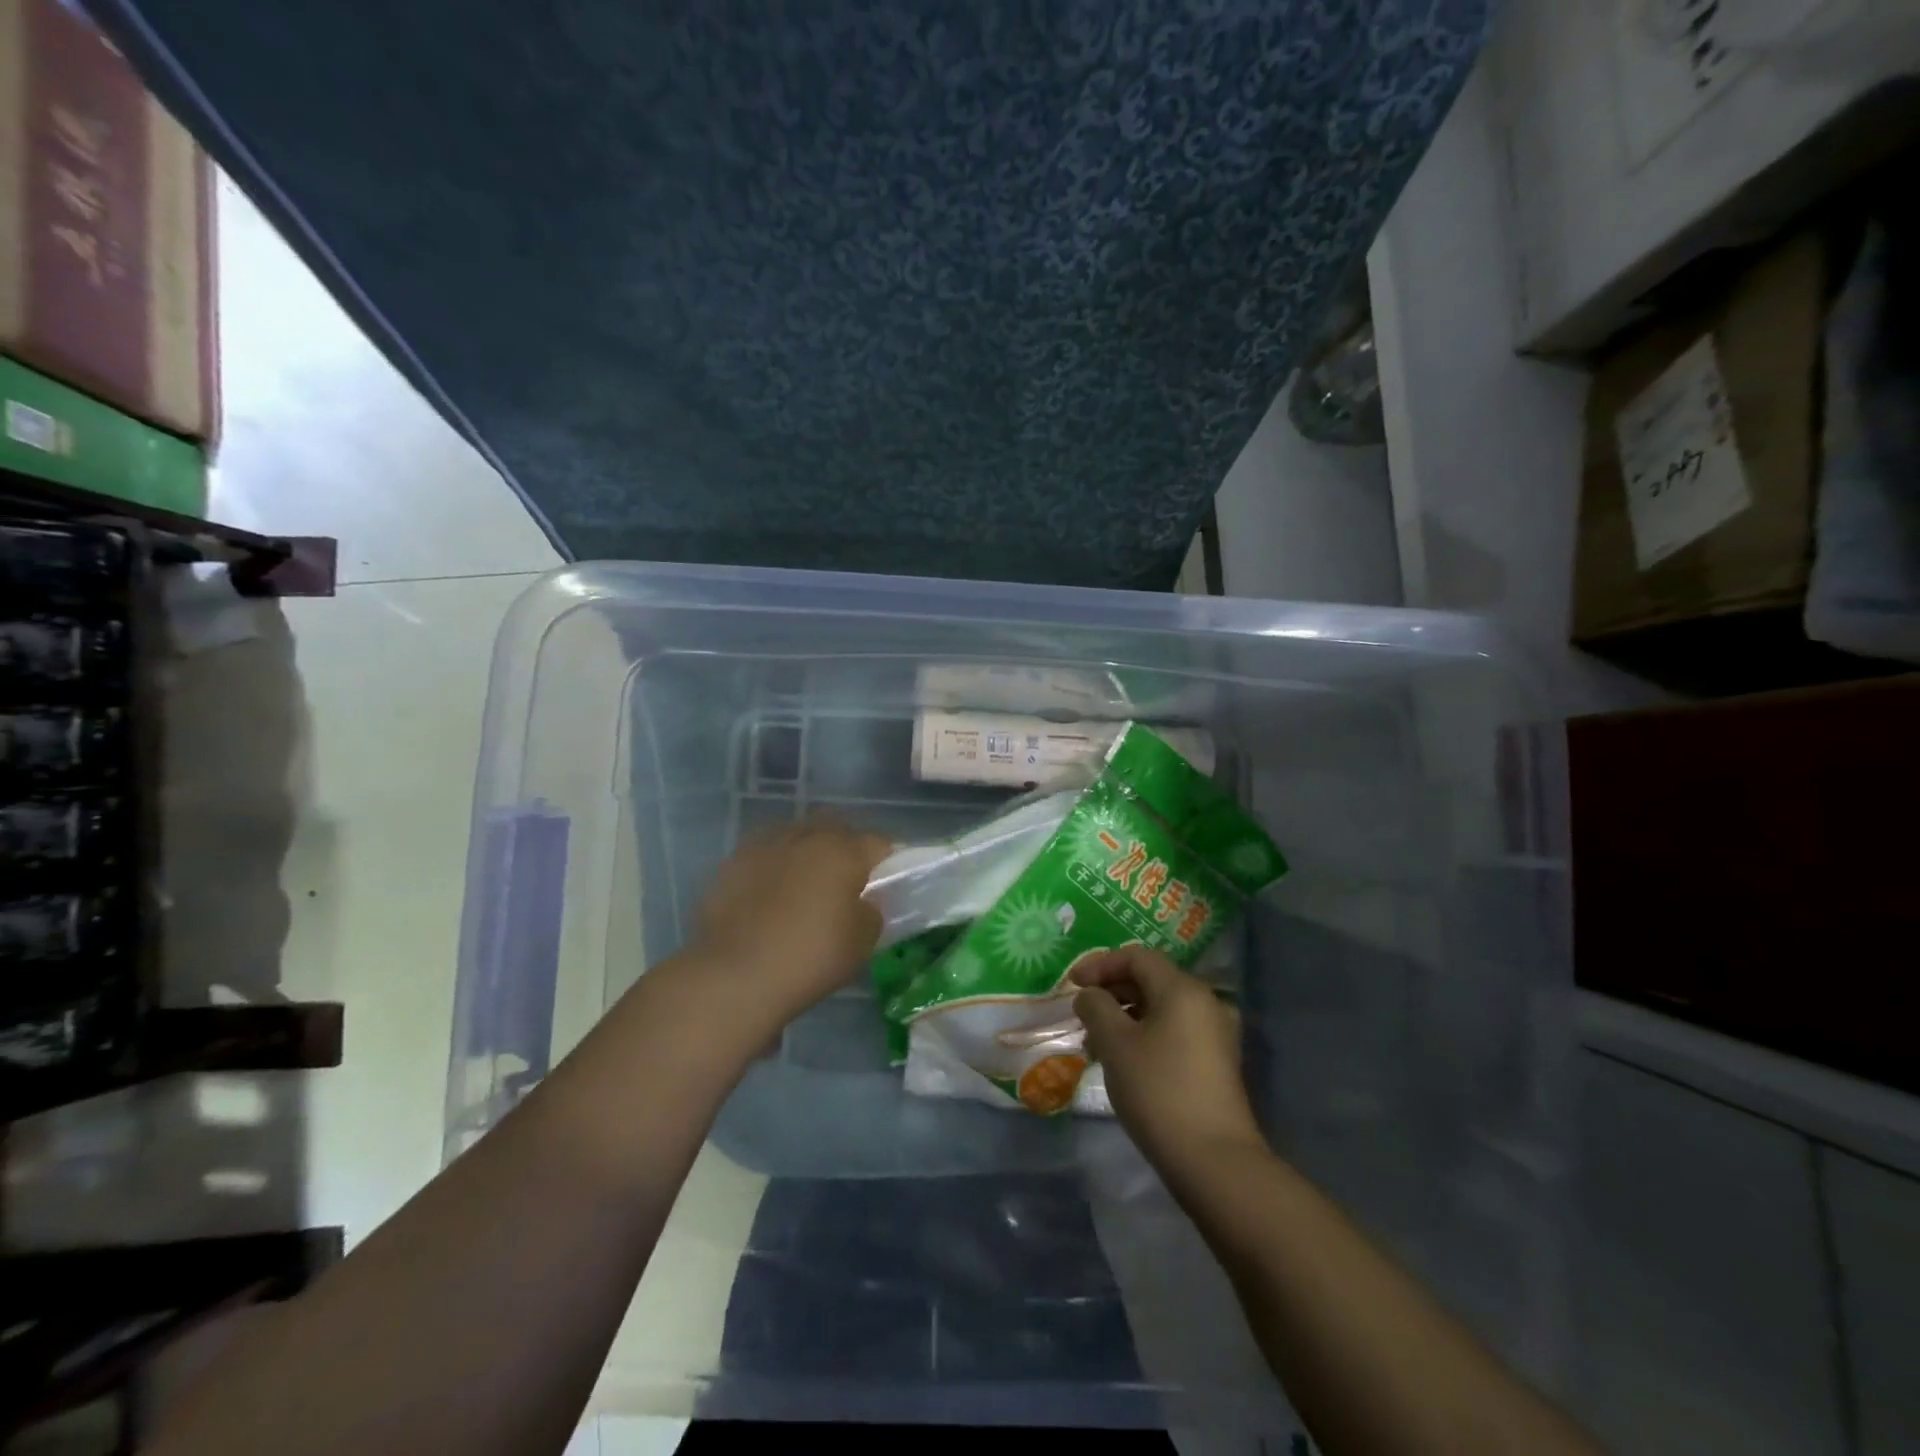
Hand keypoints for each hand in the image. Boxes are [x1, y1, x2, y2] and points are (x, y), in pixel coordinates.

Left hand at [692, 819, 892, 1018]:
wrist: (736, 975)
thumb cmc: (811, 956)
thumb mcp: (863, 941)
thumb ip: (871, 911)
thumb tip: (863, 903)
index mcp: (843, 851)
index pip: (878, 843)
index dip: (886, 861)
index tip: (885, 883)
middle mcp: (804, 837)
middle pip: (834, 829)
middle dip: (844, 847)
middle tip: (846, 879)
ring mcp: (763, 847)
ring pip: (795, 837)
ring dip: (805, 853)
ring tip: (804, 885)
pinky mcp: (731, 865)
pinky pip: (762, 857)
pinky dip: (772, 869)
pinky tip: (768, 896)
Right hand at [1072, 945, 1264, 1169]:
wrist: (1214, 1161)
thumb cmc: (1158, 1091)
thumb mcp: (1115, 1044)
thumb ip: (1096, 1008)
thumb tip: (1089, 995)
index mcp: (1183, 989)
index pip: (1136, 957)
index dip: (1099, 964)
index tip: (1071, 984)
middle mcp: (1205, 1002)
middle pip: (1151, 980)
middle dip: (1111, 992)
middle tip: (1080, 1014)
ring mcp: (1215, 1034)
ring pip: (1161, 1008)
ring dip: (1125, 1016)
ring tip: (1095, 1043)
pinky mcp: (1216, 1062)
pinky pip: (1174, 1032)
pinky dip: (1145, 1035)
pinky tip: (1123, 1061)